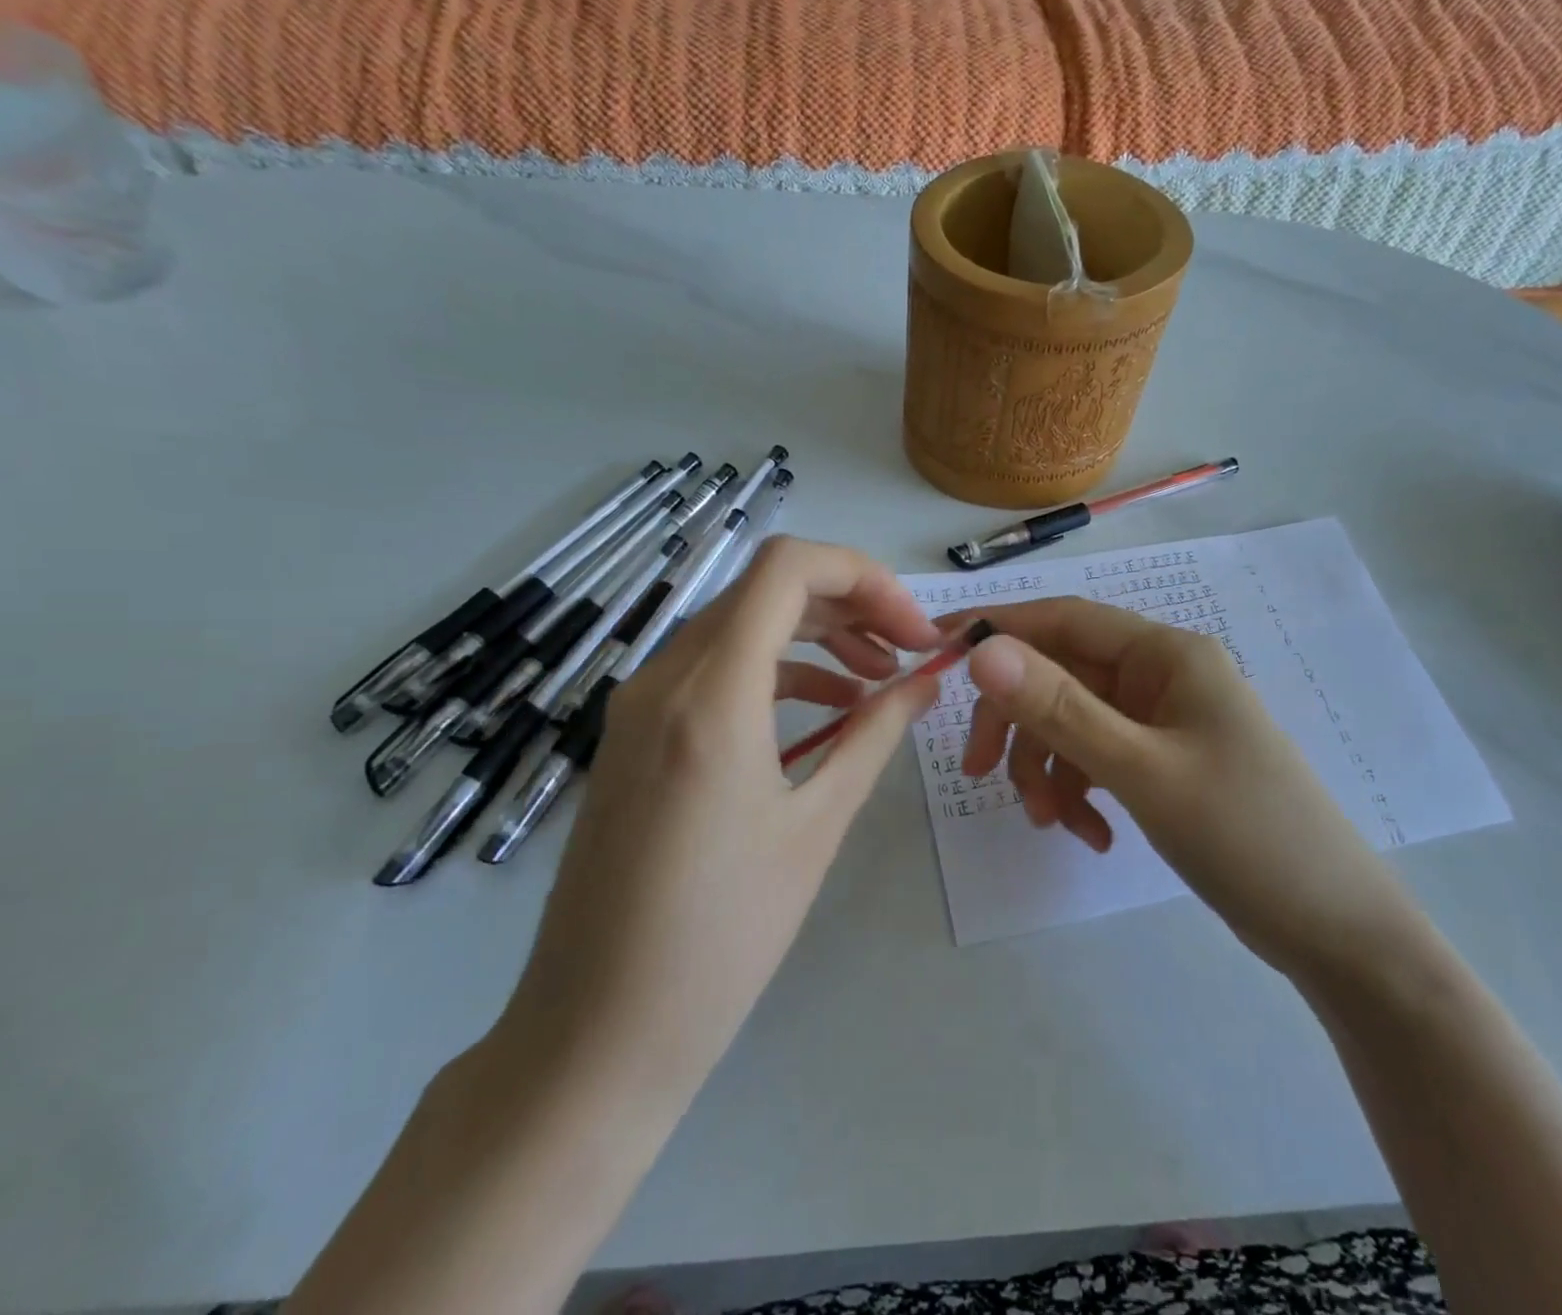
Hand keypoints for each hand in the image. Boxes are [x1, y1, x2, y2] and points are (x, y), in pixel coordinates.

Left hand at [496, 537, 942, 1093]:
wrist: (596, 1033)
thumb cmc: (721, 937)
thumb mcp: (817, 826)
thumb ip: (874, 735)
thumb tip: (925, 682)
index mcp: (711, 694)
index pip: (787, 567)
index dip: (864, 577)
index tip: (912, 628)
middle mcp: (663, 678)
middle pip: (766, 590)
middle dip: (850, 605)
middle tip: (908, 651)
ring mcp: (639, 704)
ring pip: (740, 626)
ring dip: (815, 637)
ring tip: (877, 681)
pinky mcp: (633, 735)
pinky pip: (713, 671)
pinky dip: (775, 672)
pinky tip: (822, 712)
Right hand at [958, 598, 1408, 976]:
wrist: (1336, 931)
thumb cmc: (1247, 834)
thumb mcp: (1142, 770)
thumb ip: (1059, 709)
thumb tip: (982, 650)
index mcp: (1165, 654)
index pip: (1064, 619)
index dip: (999, 630)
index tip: (938, 653)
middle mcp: (1161, 676)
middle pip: (1061, 675)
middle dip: (1018, 724)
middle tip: (977, 773)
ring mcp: (1162, 722)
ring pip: (1073, 723)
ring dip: (1049, 770)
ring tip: (1053, 825)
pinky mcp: (1162, 763)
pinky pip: (1098, 760)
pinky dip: (1081, 793)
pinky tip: (1092, 836)